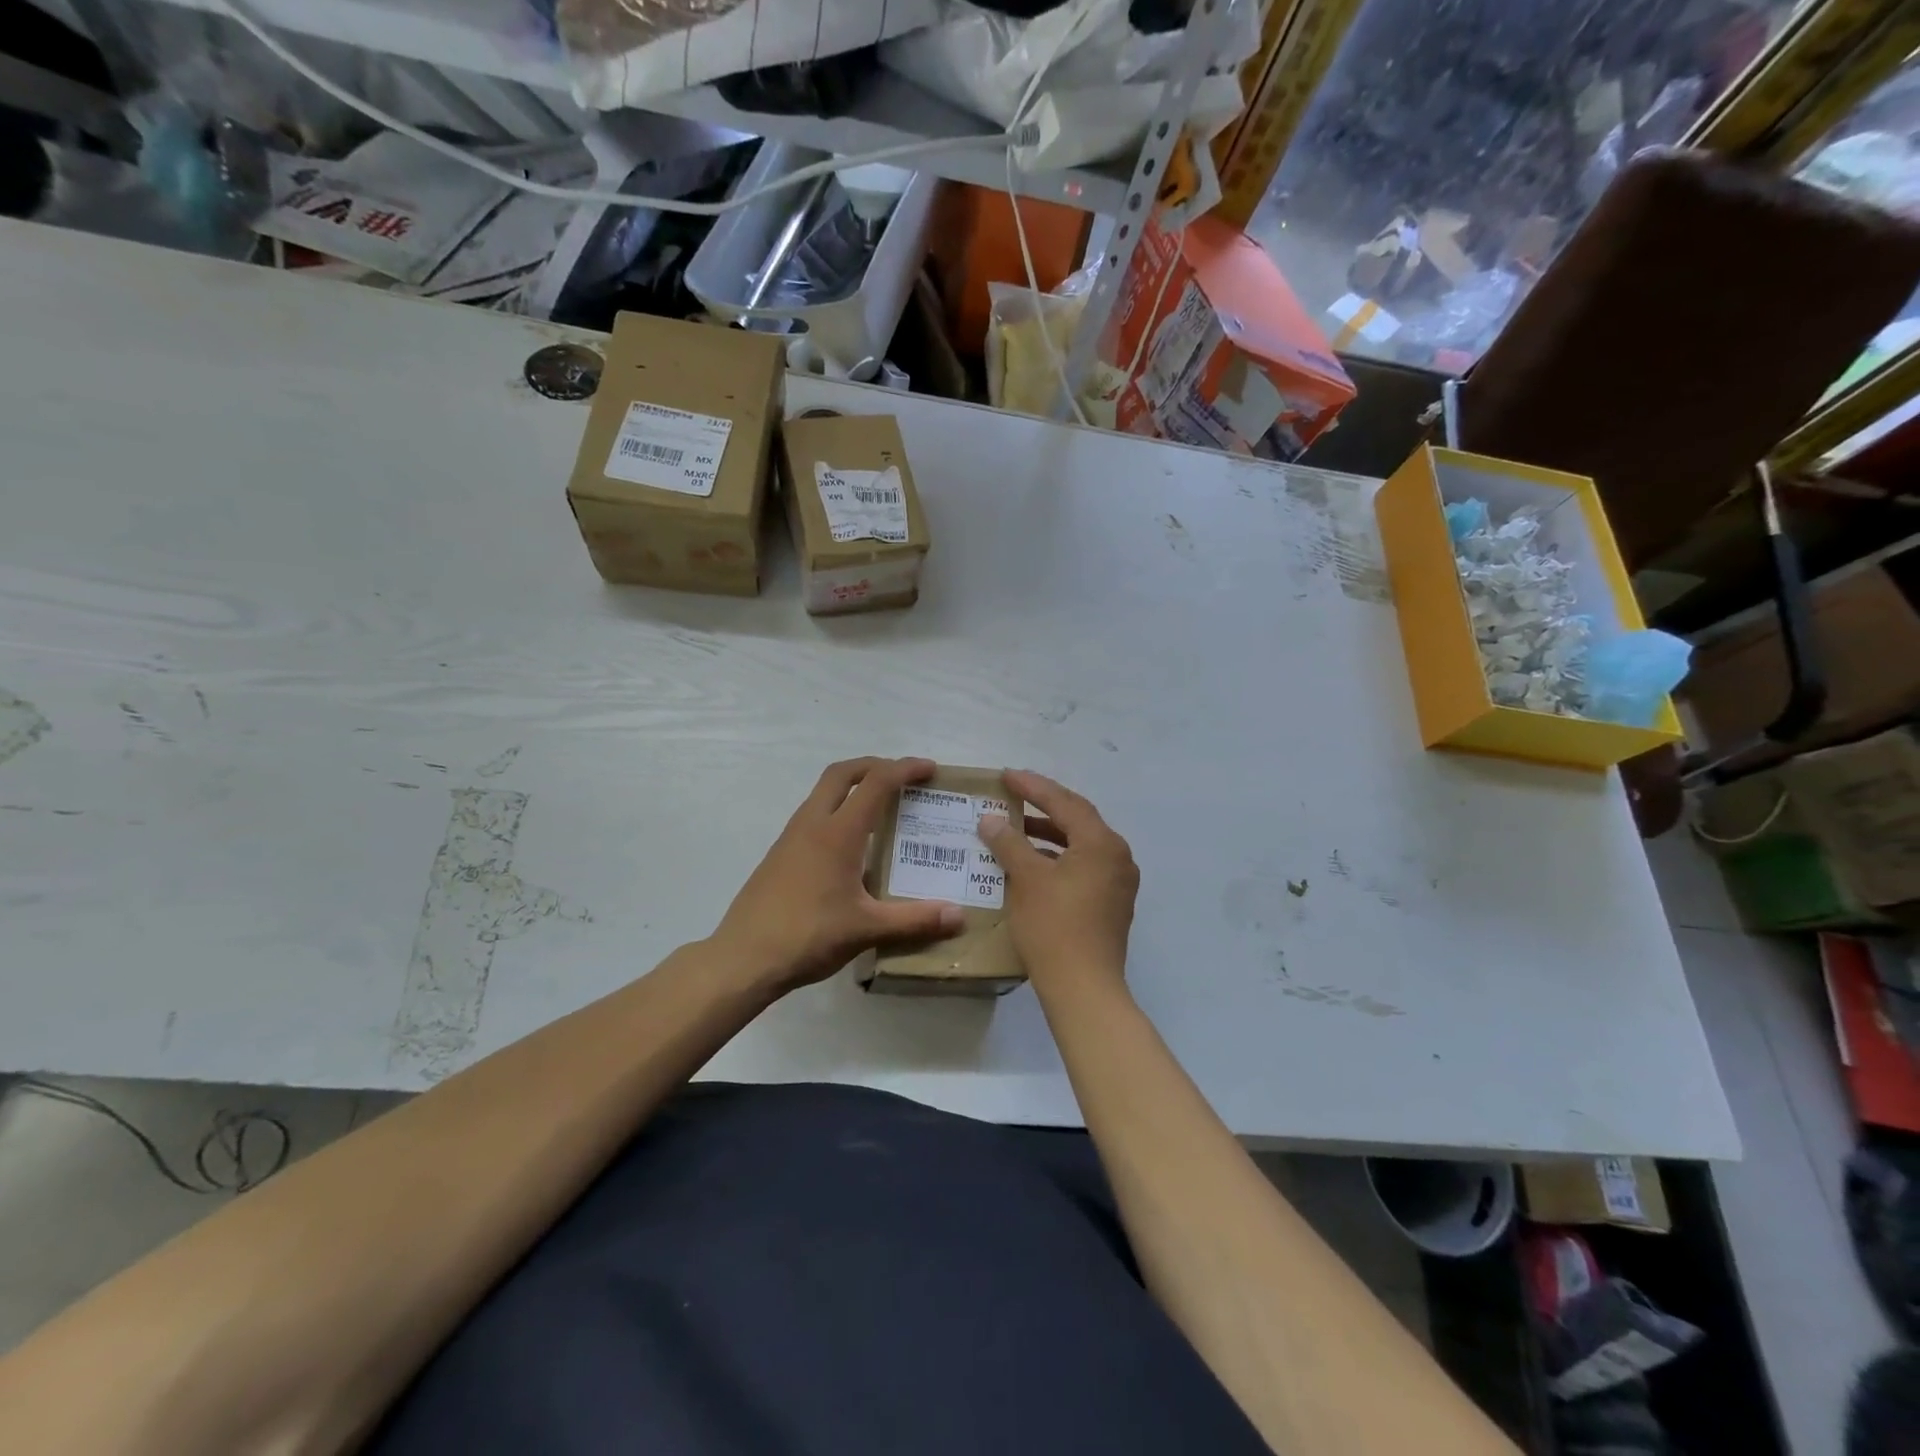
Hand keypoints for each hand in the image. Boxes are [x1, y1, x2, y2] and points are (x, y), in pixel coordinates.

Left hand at [712, 757, 963, 991]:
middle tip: (903, 778)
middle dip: (875, 766)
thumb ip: (915, 920)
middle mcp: (813, 824)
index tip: (929, 769)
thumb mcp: (867, 929)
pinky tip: (852, 846)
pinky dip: (838, 811)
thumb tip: (959, 916)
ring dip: (853, 787)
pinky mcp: (780, 855)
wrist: (743, 958)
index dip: (905, 768)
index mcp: (838, 833)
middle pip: (843, 773)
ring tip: (882, 809)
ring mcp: (791, 838)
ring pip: (824, 792)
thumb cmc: (808, 936)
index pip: (876, 782)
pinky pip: (814, 815)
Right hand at [977, 769, 1138, 996]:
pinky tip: (1033, 864)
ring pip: (1081, 845)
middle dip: (1044, 807)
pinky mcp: (1112, 904)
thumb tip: (991, 820)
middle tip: (1013, 795)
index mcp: (1102, 843)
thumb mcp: (1026, 879)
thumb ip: (1009, 843)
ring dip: (1050, 835)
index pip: (1064, 802)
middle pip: (1077, 820)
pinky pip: (1084, 867)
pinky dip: (1058, 858)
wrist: (1084, 988)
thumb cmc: (1054, 927)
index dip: (1033, 787)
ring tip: (1017, 829)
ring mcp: (1119, 883)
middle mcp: (1118, 856)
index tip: (1006, 776)